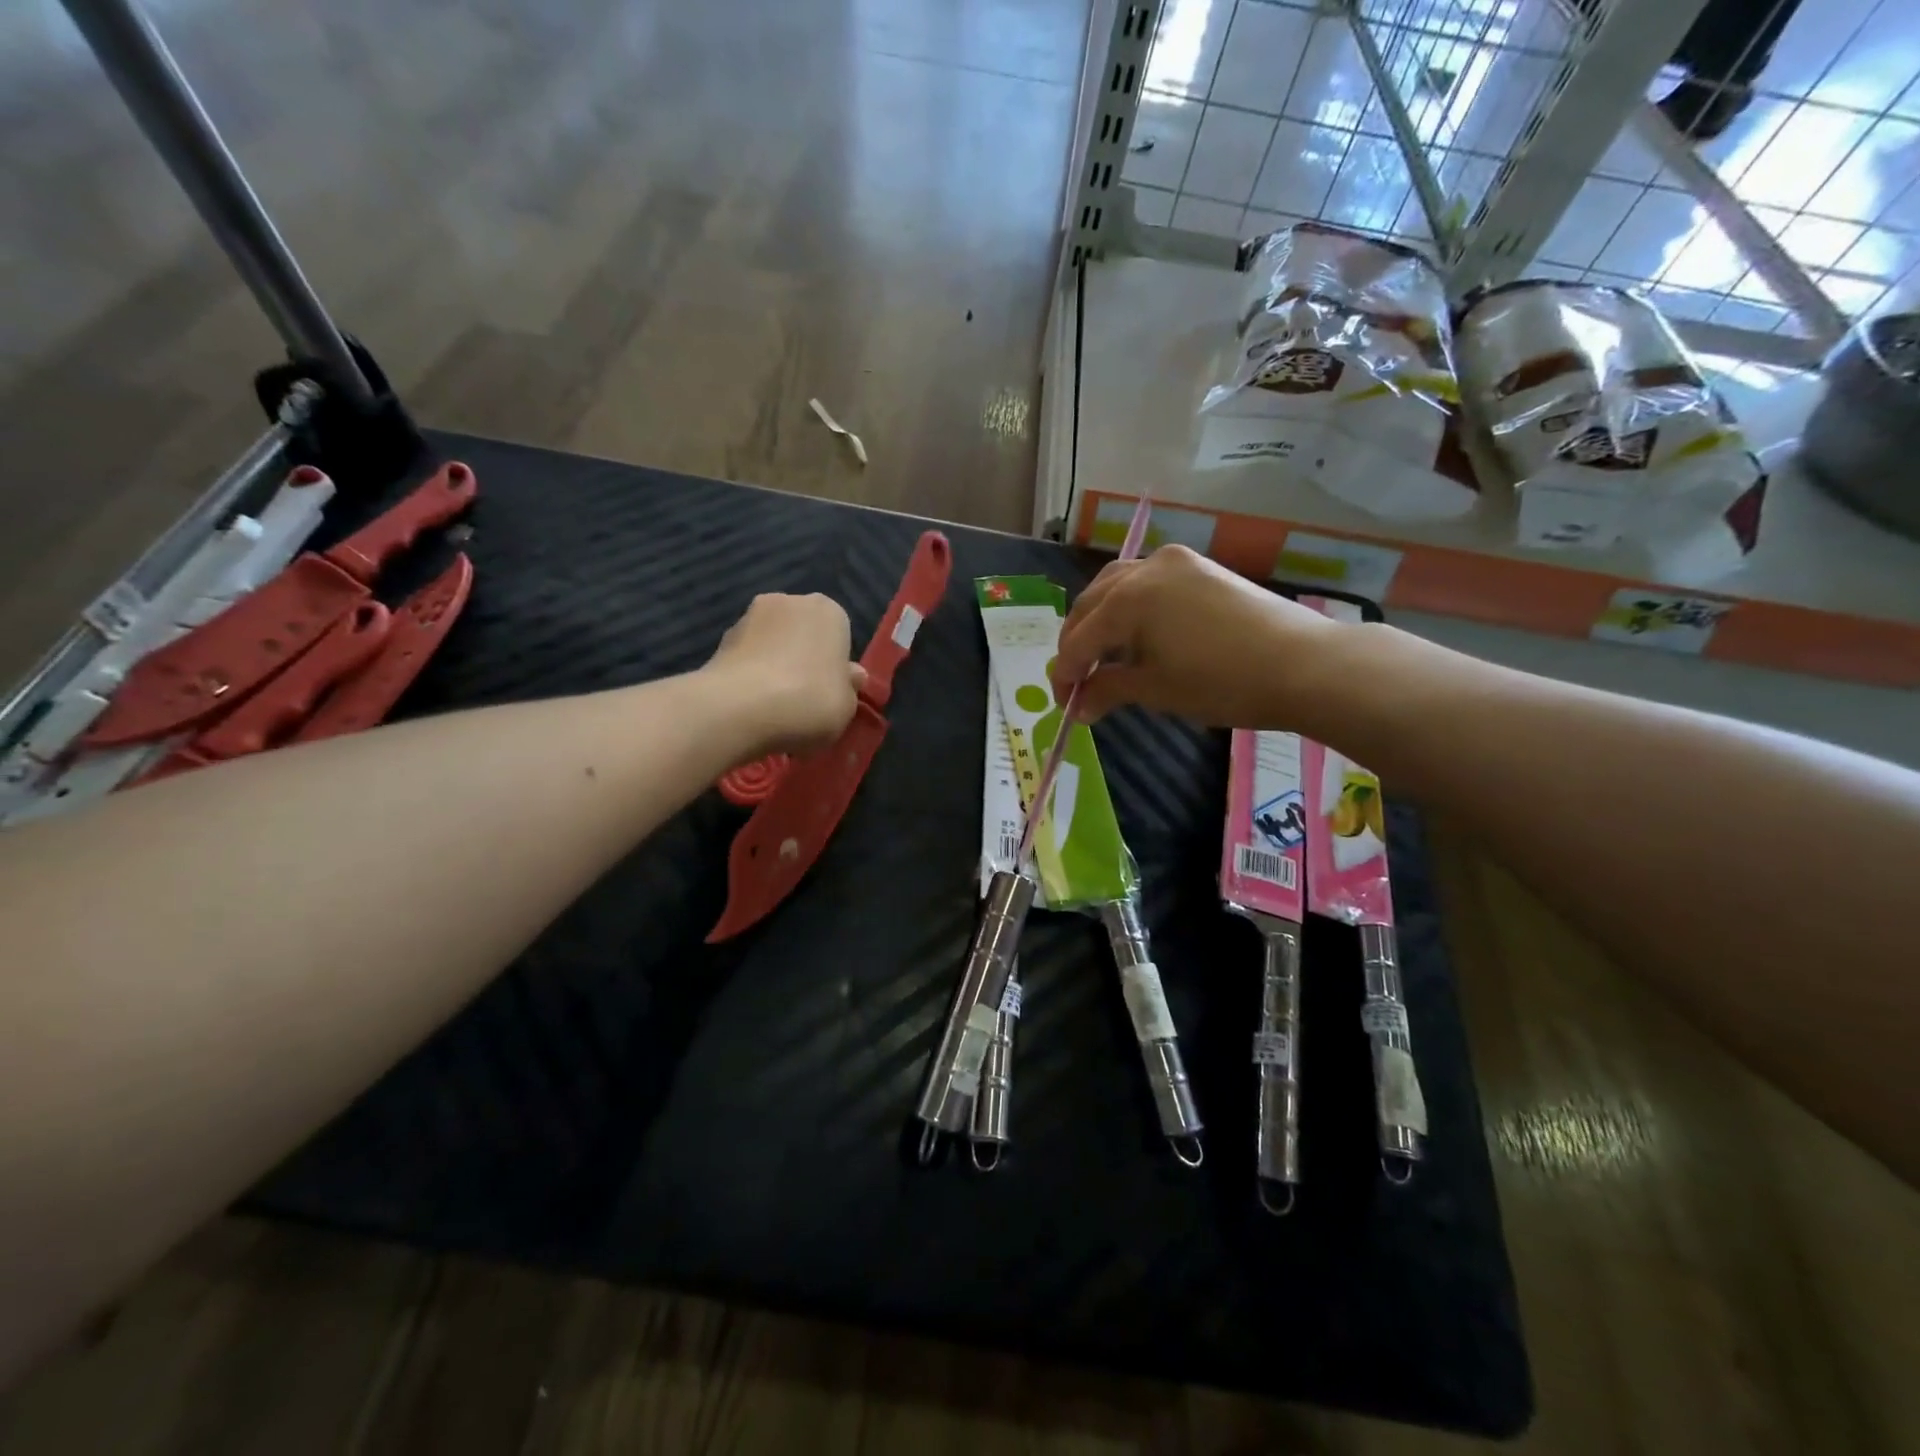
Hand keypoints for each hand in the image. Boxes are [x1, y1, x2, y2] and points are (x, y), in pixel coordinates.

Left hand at [706, 594, 867, 752]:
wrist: (740, 709)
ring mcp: (749, 617)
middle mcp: (789, 602)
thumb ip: (848, 687)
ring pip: (771, 644)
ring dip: (773, 667)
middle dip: (802, 660)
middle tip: (804, 700)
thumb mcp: (847, 705)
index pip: (839, 634)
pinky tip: (751, 708)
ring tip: (773, 708)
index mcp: (828, 611)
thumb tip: (850, 676)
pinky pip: (746, 660)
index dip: (835, 666)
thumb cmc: (810, 701)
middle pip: (802, 633)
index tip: (830, 692)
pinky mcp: (719, 640)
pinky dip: (749, 677)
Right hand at [1049, 546, 1342, 725]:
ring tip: (1103, 656)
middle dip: (1078, 643)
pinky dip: (1131, 607)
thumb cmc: (1221, 682)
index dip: (1066, 675)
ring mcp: (1176, 563)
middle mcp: (1144, 568)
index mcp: (1127, 599)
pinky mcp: (1200, 568)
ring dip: (1101, 620)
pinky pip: (1148, 582)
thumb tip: (1079, 706)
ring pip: (1117, 586)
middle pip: (1091, 604)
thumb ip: (1108, 691)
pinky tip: (1138, 635)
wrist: (1302, 665)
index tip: (1063, 704)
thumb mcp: (1156, 690)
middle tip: (1077, 682)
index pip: (1079, 640)